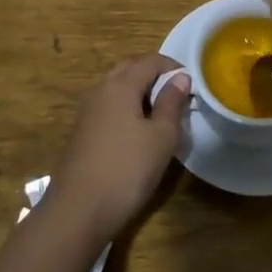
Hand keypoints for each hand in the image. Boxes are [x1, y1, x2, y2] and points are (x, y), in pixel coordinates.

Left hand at [50, 54, 189, 243]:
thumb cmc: (127, 169)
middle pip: (130, 68)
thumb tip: (181, 78)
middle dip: (154, 74)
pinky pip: (108, 105)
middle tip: (176, 93)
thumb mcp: (161, 137)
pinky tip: (137, 130)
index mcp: (120, 85)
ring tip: (160, 111)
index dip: (173, 67)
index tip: (192, 83)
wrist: (79, 210)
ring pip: (116, 87)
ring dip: (139, 90)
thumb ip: (171, 103)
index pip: (150, 61)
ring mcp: (87, 110)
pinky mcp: (82, 131)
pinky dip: (126, 106)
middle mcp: (101, 90)